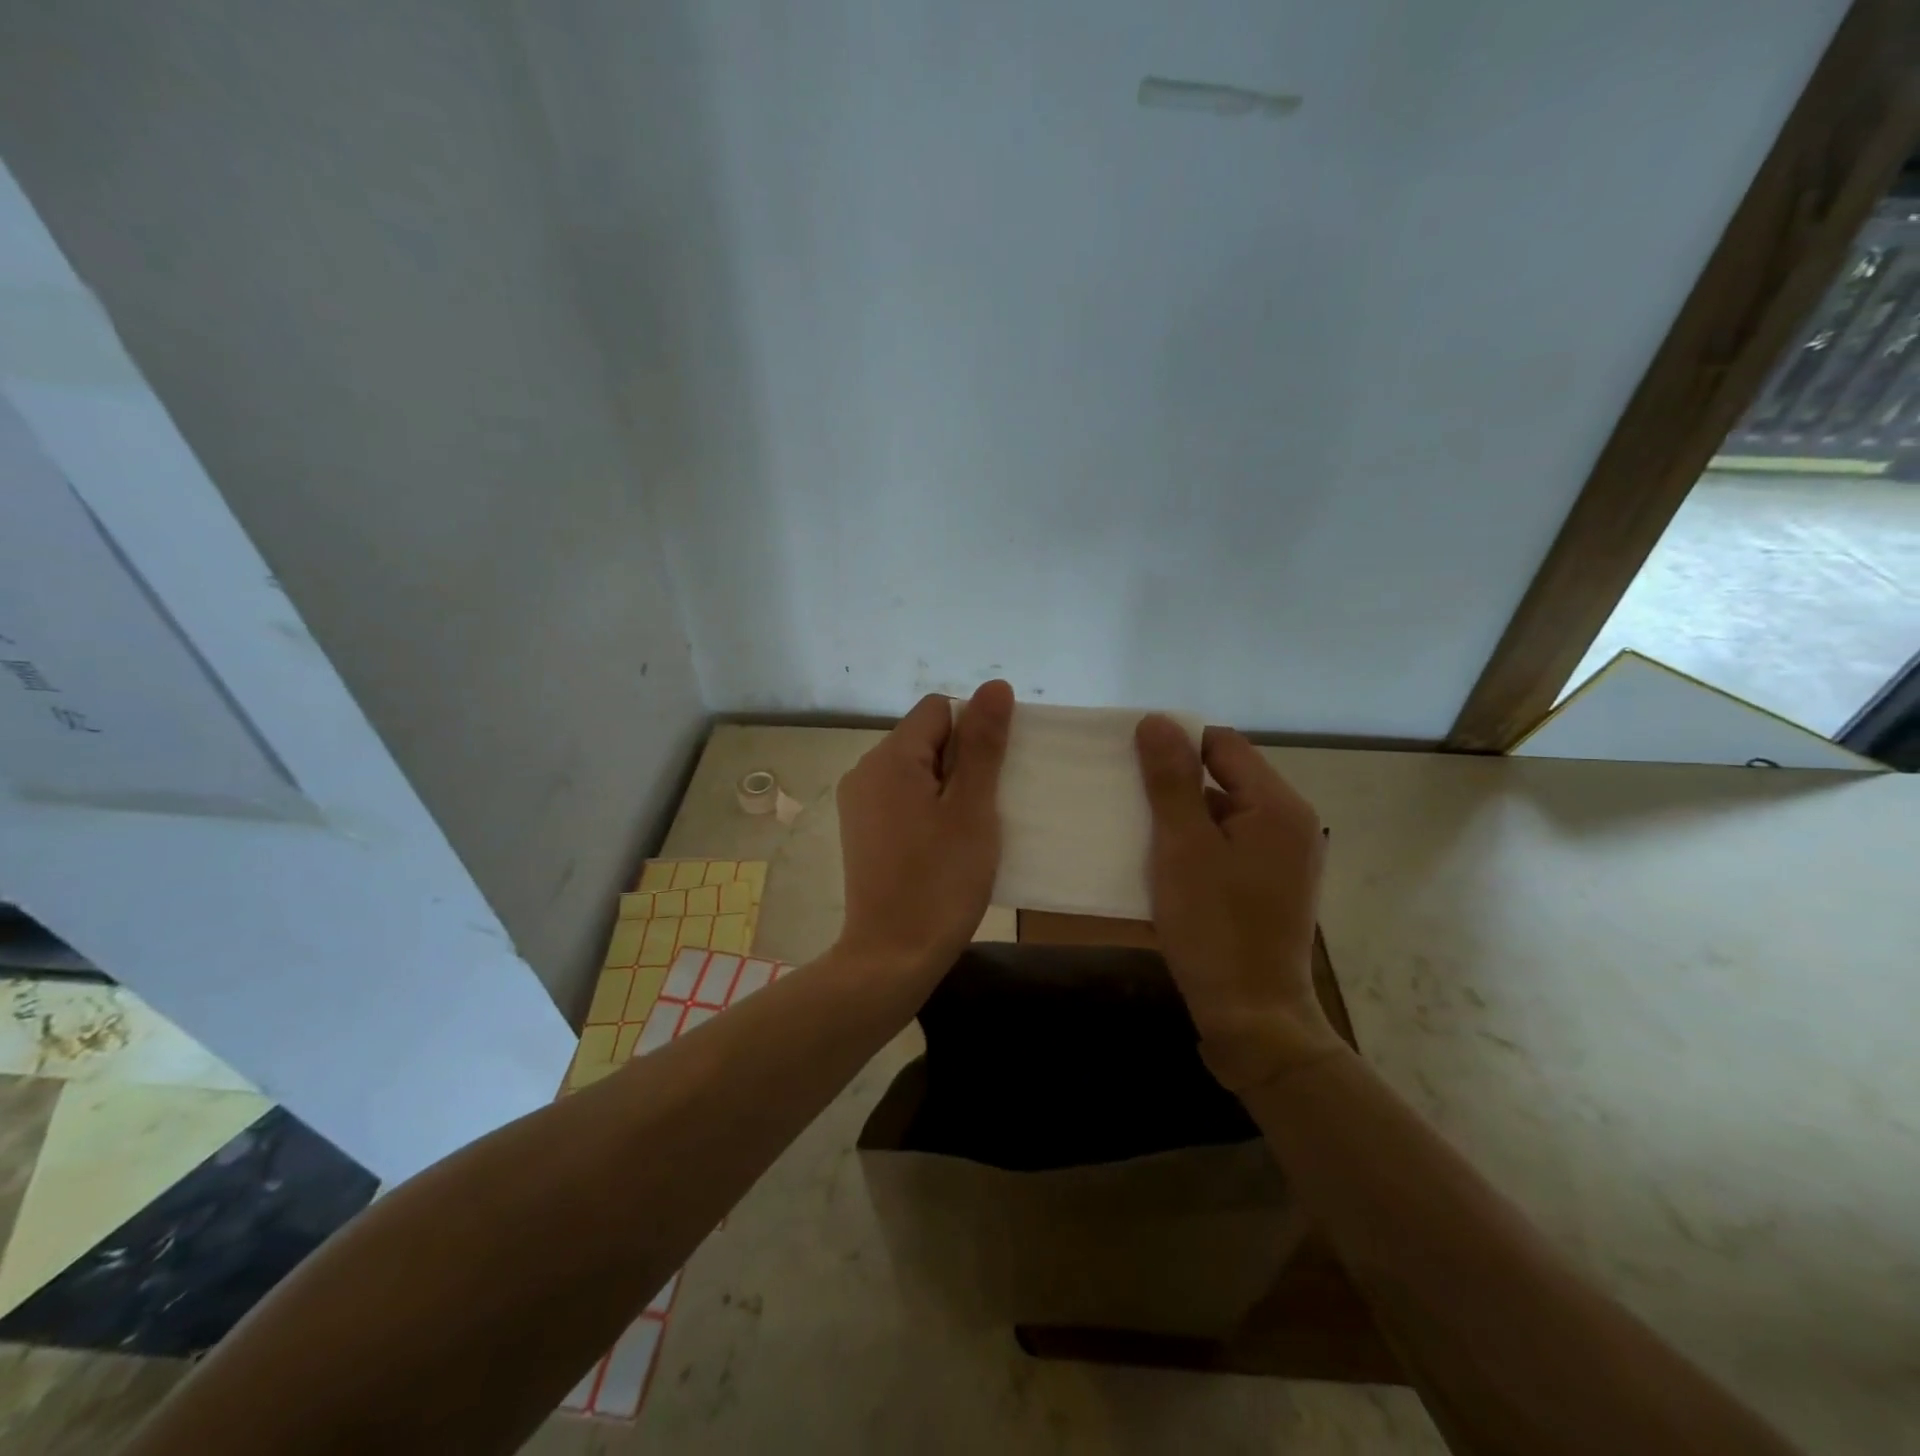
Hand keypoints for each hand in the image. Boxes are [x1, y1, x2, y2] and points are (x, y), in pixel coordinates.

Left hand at [835, 681, 1012, 988]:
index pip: (940, 710)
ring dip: (946, 787)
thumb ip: (983, 744)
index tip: (990, 777)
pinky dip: (926, 807)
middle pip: (925, 737)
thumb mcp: (973, 809)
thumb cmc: (941, 881)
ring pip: (915, 769)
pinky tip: (941, 845)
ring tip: (965, 830)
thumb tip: (995, 686)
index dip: (973, 732)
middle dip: (961, 761)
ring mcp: (859, 801)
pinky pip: (901, 796)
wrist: (892, 955)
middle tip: (982, 810)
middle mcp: (865, 769)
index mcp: (891, 757)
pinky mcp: (861, 829)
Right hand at [1134, 716, 1344, 1090]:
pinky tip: (1162, 860)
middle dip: (1175, 780)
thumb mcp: (1183, 847)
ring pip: (1224, 812)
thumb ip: (1171, 781)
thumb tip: (1156, 720)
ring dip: (1182, 814)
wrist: (1253, 1016)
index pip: (1223, 745)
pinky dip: (1196, 843)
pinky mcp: (1271, 885)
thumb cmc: (1215, 927)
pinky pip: (1229, 844)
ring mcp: (1284, 857)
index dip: (1176, 743)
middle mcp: (1290, 823)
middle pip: (1226, 776)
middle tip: (1126, 793)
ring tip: (1135, 825)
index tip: (1130, 759)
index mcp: (1277, 806)